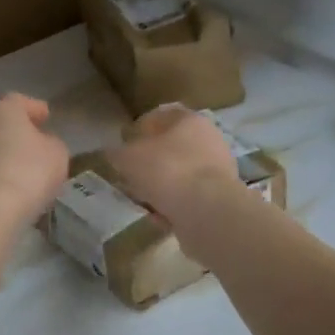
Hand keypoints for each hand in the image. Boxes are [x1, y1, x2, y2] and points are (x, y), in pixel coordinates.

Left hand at [0, 93, 69, 224]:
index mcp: (4, 110)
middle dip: (17, 132)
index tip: (46, 117)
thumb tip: (43, 144)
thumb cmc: (30, 171)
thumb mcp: (57, 154)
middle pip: (1, 123)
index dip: (34, 108)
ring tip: (25, 170)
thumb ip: (52, 143)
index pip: (18, 101)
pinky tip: (11, 187)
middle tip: (36, 143)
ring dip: (5, 154)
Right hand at [105, 105, 240, 227]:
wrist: (208, 211)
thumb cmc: (166, 171)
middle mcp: (208, 138)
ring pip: (179, 174)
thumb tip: (113, 153)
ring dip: (161, 187)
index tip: (123, 147)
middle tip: (130, 177)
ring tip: (143, 201)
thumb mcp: (127, 158)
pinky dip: (175, 205)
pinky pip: (189, 197)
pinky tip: (161, 217)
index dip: (137, 131)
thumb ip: (117, 153)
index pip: (158, 116)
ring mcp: (218, 168)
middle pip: (170, 148)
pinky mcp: (221, 196)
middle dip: (149, 163)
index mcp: (188, 119)